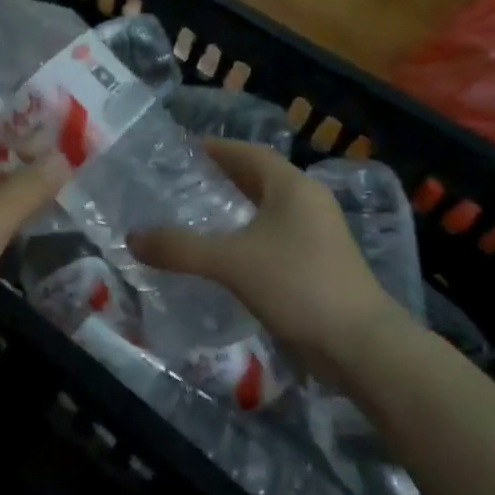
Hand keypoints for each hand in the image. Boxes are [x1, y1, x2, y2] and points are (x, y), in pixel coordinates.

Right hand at [131, 139, 395, 366]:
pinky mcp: (319, 264)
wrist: (362, 347)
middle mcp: (308, 202)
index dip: (214, 148)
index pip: (248, 152)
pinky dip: (246, 236)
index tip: (179, 151)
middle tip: (178, 182)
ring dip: (233, 209)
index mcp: (292, 187)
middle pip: (258, 178)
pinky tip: (222, 255)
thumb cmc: (298, 286)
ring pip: (266, 209)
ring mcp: (318, 234)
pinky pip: (274, 236)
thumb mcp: (230, 263)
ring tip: (193, 216)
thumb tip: (132, 238)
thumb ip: (179, 248)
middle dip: (220, 177)